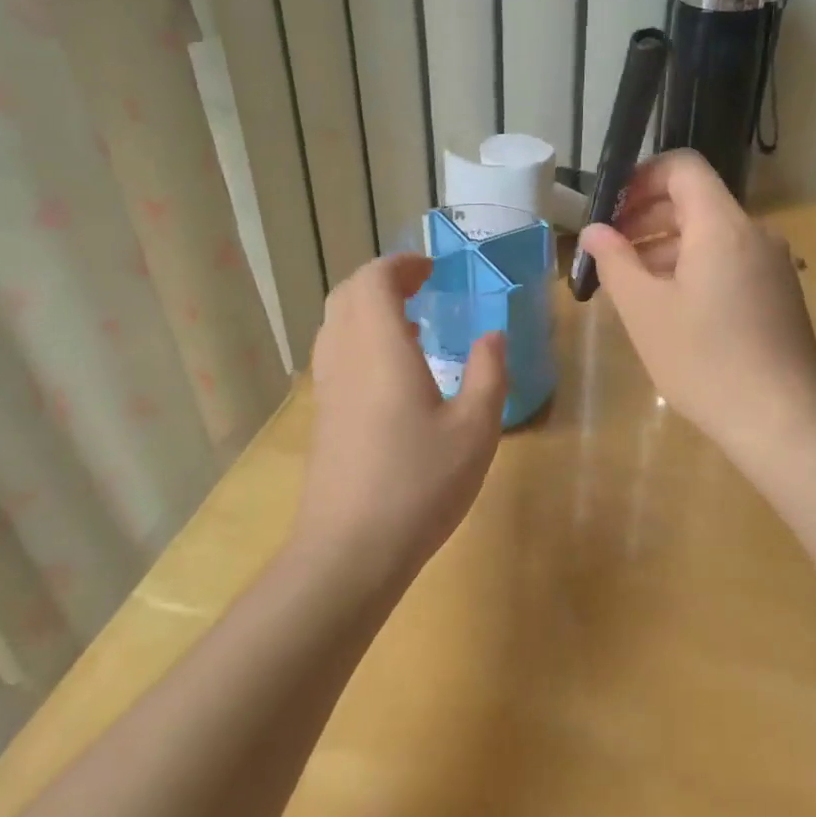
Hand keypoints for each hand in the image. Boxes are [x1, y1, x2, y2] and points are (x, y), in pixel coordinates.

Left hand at [294, 254, 508, 585]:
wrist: (349, 551)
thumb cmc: (419, 483)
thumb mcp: (475, 428)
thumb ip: (489, 373)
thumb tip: (493, 335)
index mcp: (378, 347)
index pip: (373, 280)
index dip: (400, 265)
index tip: (432, 269)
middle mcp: (343, 356)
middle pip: (347, 295)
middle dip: (383, 281)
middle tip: (422, 288)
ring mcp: (327, 388)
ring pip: (336, 325)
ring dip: (369, 310)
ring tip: (413, 327)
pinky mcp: (323, 417)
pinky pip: (335, 354)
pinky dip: (361, 340)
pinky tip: (395, 374)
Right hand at [580, 151, 815, 460]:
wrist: (783, 420)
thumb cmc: (704, 360)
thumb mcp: (644, 310)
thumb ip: (614, 261)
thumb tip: (594, 231)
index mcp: (721, 226)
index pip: (683, 167)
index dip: (641, 177)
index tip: (609, 210)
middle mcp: (754, 233)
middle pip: (695, 201)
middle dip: (647, 216)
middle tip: (609, 250)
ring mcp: (771, 264)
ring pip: (711, 234)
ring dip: (666, 245)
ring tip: (631, 282)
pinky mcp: (779, 293)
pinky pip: (729, 261)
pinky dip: (693, 267)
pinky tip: (670, 306)